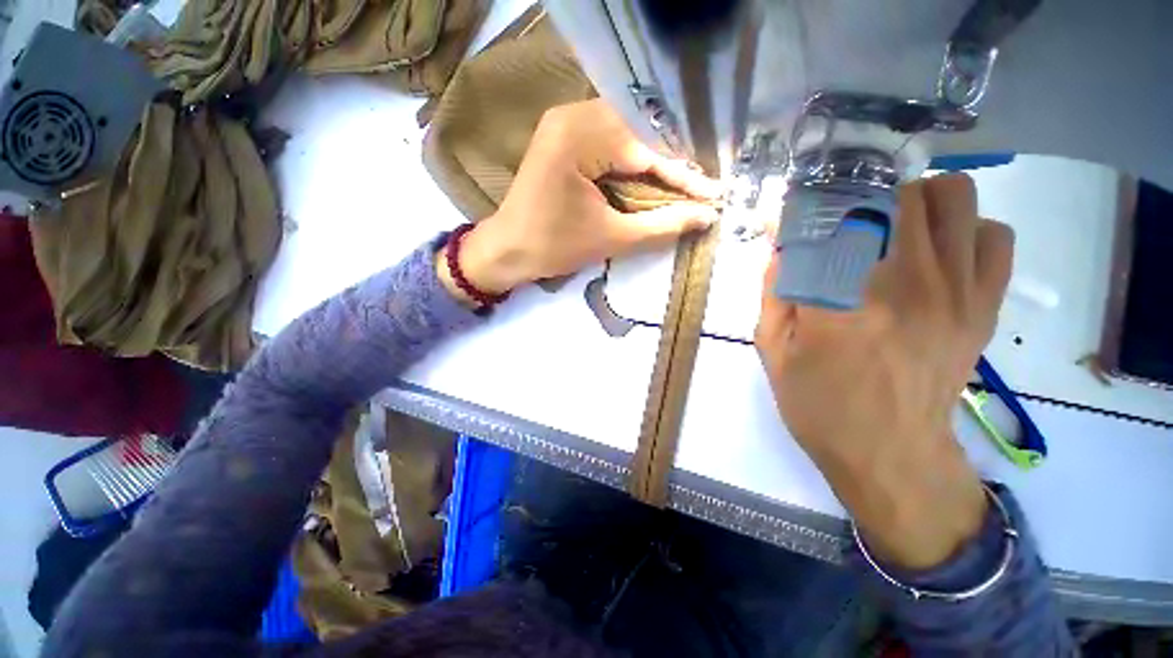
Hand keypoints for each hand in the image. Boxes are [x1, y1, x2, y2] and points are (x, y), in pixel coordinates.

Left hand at [441, 99, 720, 301]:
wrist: (507, 251)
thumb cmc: (553, 246)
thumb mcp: (612, 238)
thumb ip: (661, 225)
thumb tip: (706, 216)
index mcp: (580, 135)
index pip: (647, 152)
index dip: (683, 177)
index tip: (714, 194)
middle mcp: (573, 115)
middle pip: (639, 138)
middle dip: (671, 167)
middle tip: (700, 190)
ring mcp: (565, 123)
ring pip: (626, 139)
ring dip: (653, 164)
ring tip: (681, 188)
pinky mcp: (562, 138)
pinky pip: (608, 144)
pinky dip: (631, 164)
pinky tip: (649, 180)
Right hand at [754, 174, 1013, 569]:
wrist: (891, 455)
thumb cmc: (819, 406)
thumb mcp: (773, 351)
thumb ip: (774, 292)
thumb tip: (780, 247)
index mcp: (838, 303)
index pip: (826, 219)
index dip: (805, 206)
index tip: (791, 214)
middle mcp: (905, 284)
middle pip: (894, 193)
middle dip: (858, 197)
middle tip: (840, 223)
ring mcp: (955, 292)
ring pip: (952, 197)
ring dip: (915, 202)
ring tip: (891, 229)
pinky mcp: (984, 306)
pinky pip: (994, 235)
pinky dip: (965, 230)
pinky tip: (938, 254)